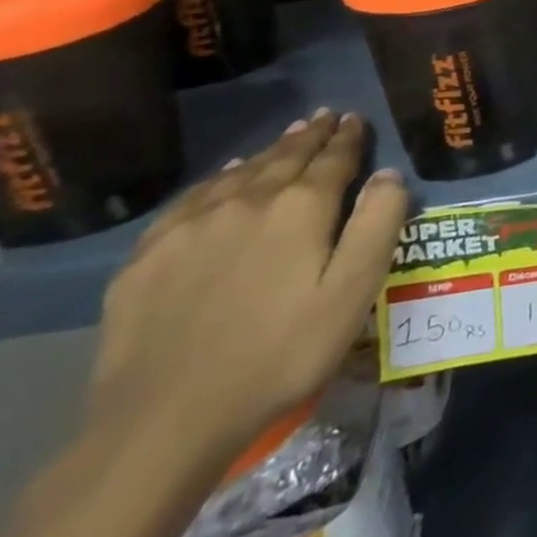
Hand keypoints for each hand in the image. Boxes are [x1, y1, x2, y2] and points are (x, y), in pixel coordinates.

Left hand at [88, 110, 408, 472]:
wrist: (163, 420)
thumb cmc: (279, 354)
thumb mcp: (352, 292)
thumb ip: (377, 224)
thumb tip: (388, 174)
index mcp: (301, 207)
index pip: (334, 158)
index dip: (348, 137)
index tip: (355, 118)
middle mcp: (248, 201)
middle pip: (286, 156)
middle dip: (310, 135)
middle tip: (325, 116)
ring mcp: (191, 226)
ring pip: (241, 172)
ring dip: (269, 151)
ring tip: (287, 137)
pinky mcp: (148, 256)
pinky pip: (192, 199)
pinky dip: (218, 179)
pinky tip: (223, 179)